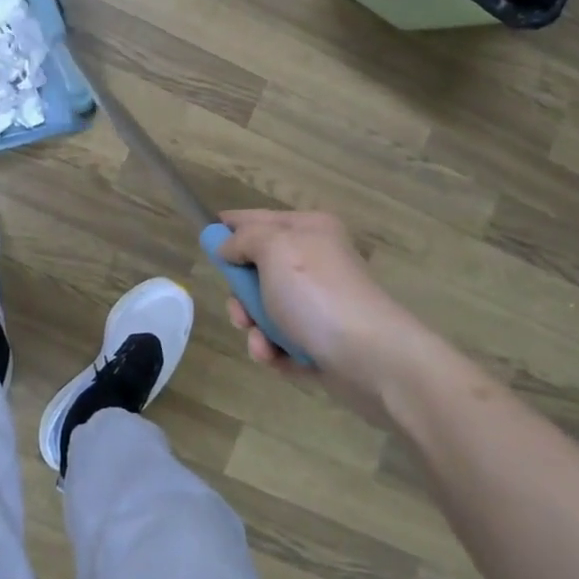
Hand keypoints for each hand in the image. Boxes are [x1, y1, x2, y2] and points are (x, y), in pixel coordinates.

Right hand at [215, 210, 424, 396]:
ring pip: (266, 309)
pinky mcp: (322, 342)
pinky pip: (282, 341)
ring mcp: (320, 304)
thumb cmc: (318, 294)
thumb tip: (228, 246)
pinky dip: (273, 350)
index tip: (204, 240)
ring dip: (254, 327)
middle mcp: (316, 262)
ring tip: (261, 342)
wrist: (374, 359)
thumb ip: (243, 239)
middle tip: (240, 309)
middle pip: (258, 269)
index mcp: (309, 230)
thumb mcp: (274, 249)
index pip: (258, 219)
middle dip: (241, 293)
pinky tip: (275, 358)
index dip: (229, 228)